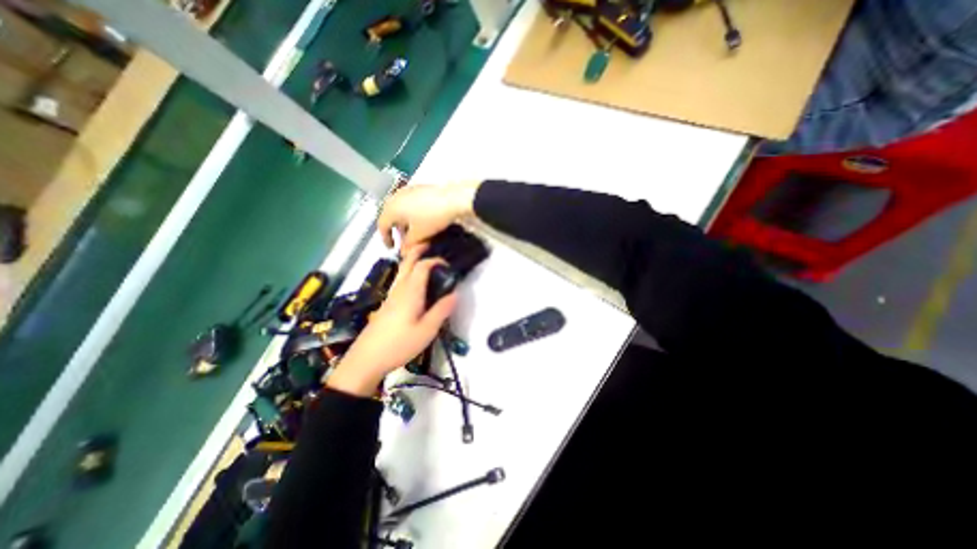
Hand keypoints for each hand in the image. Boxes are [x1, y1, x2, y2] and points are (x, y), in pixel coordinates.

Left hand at [322, 247, 454, 397]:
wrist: (366, 359)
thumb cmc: (399, 344)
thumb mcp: (427, 330)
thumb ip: (441, 310)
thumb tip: (455, 294)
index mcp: (410, 292)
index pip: (422, 266)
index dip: (435, 260)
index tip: (448, 265)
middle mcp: (399, 289)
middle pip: (407, 262)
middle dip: (418, 251)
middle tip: (430, 246)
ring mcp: (391, 296)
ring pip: (402, 271)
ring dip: (412, 261)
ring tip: (426, 262)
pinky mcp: (387, 305)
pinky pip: (400, 281)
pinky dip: (409, 273)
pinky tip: (416, 285)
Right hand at [377, 179, 480, 245]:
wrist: (452, 199)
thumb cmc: (432, 218)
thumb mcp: (418, 235)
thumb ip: (407, 245)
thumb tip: (403, 253)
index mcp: (391, 208)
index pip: (381, 225)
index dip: (386, 239)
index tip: (392, 247)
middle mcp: (395, 197)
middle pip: (390, 216)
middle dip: (396, 230)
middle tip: (403, 241)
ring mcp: (407, 190)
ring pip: (399, 209)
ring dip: (403, 222)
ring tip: (413, 232)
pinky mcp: (418, 188)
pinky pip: (409, 203)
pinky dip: (410, 213)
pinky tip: (421, 220)